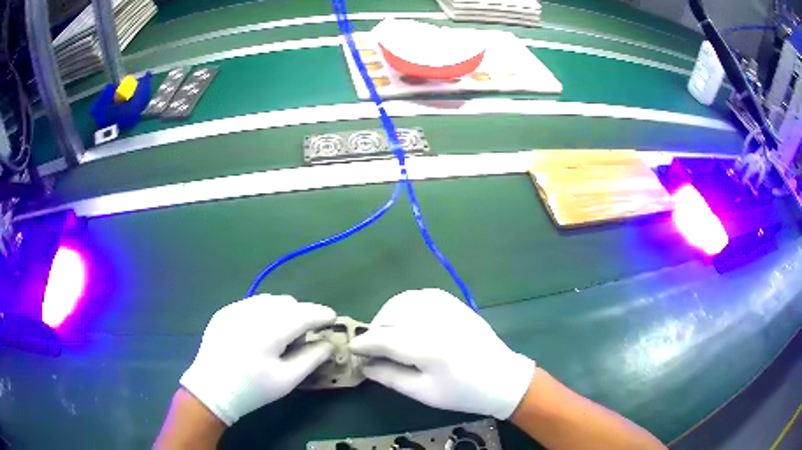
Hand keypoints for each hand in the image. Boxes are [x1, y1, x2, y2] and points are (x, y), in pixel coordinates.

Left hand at [180, 295, 335, 425]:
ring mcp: (235, 309)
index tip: (332, 318)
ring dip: (282, 311)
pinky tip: (258, 332)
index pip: (304, 313)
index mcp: (270, 331)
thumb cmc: (253, 390)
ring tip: (278, 335)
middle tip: (300, 338)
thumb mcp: (287, 380)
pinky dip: (263, 312)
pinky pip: (252, 303)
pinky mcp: (224, 311)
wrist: (211, 390)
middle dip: (300, 314)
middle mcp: (252, 312)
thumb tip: (329, 343)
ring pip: (269, 299)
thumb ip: (312, 358)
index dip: (321, 314)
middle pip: (287, 302)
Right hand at [350, 289, 534, 418]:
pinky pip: (422, 294)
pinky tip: (405, 317)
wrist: (502, 378)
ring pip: (404, 300)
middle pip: (391, 315)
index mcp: (430, 348)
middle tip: (371, 347)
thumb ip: (391, 377)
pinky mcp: (455, 304)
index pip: (385, 339)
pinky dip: (406, 303)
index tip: (351, 349)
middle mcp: (437, 322)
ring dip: (388, 313)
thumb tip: (364, 366)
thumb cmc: (463, 393)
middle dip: (374, 329)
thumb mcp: (424, 393)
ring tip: (386, 332)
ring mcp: (448, 309)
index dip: (364, 344)